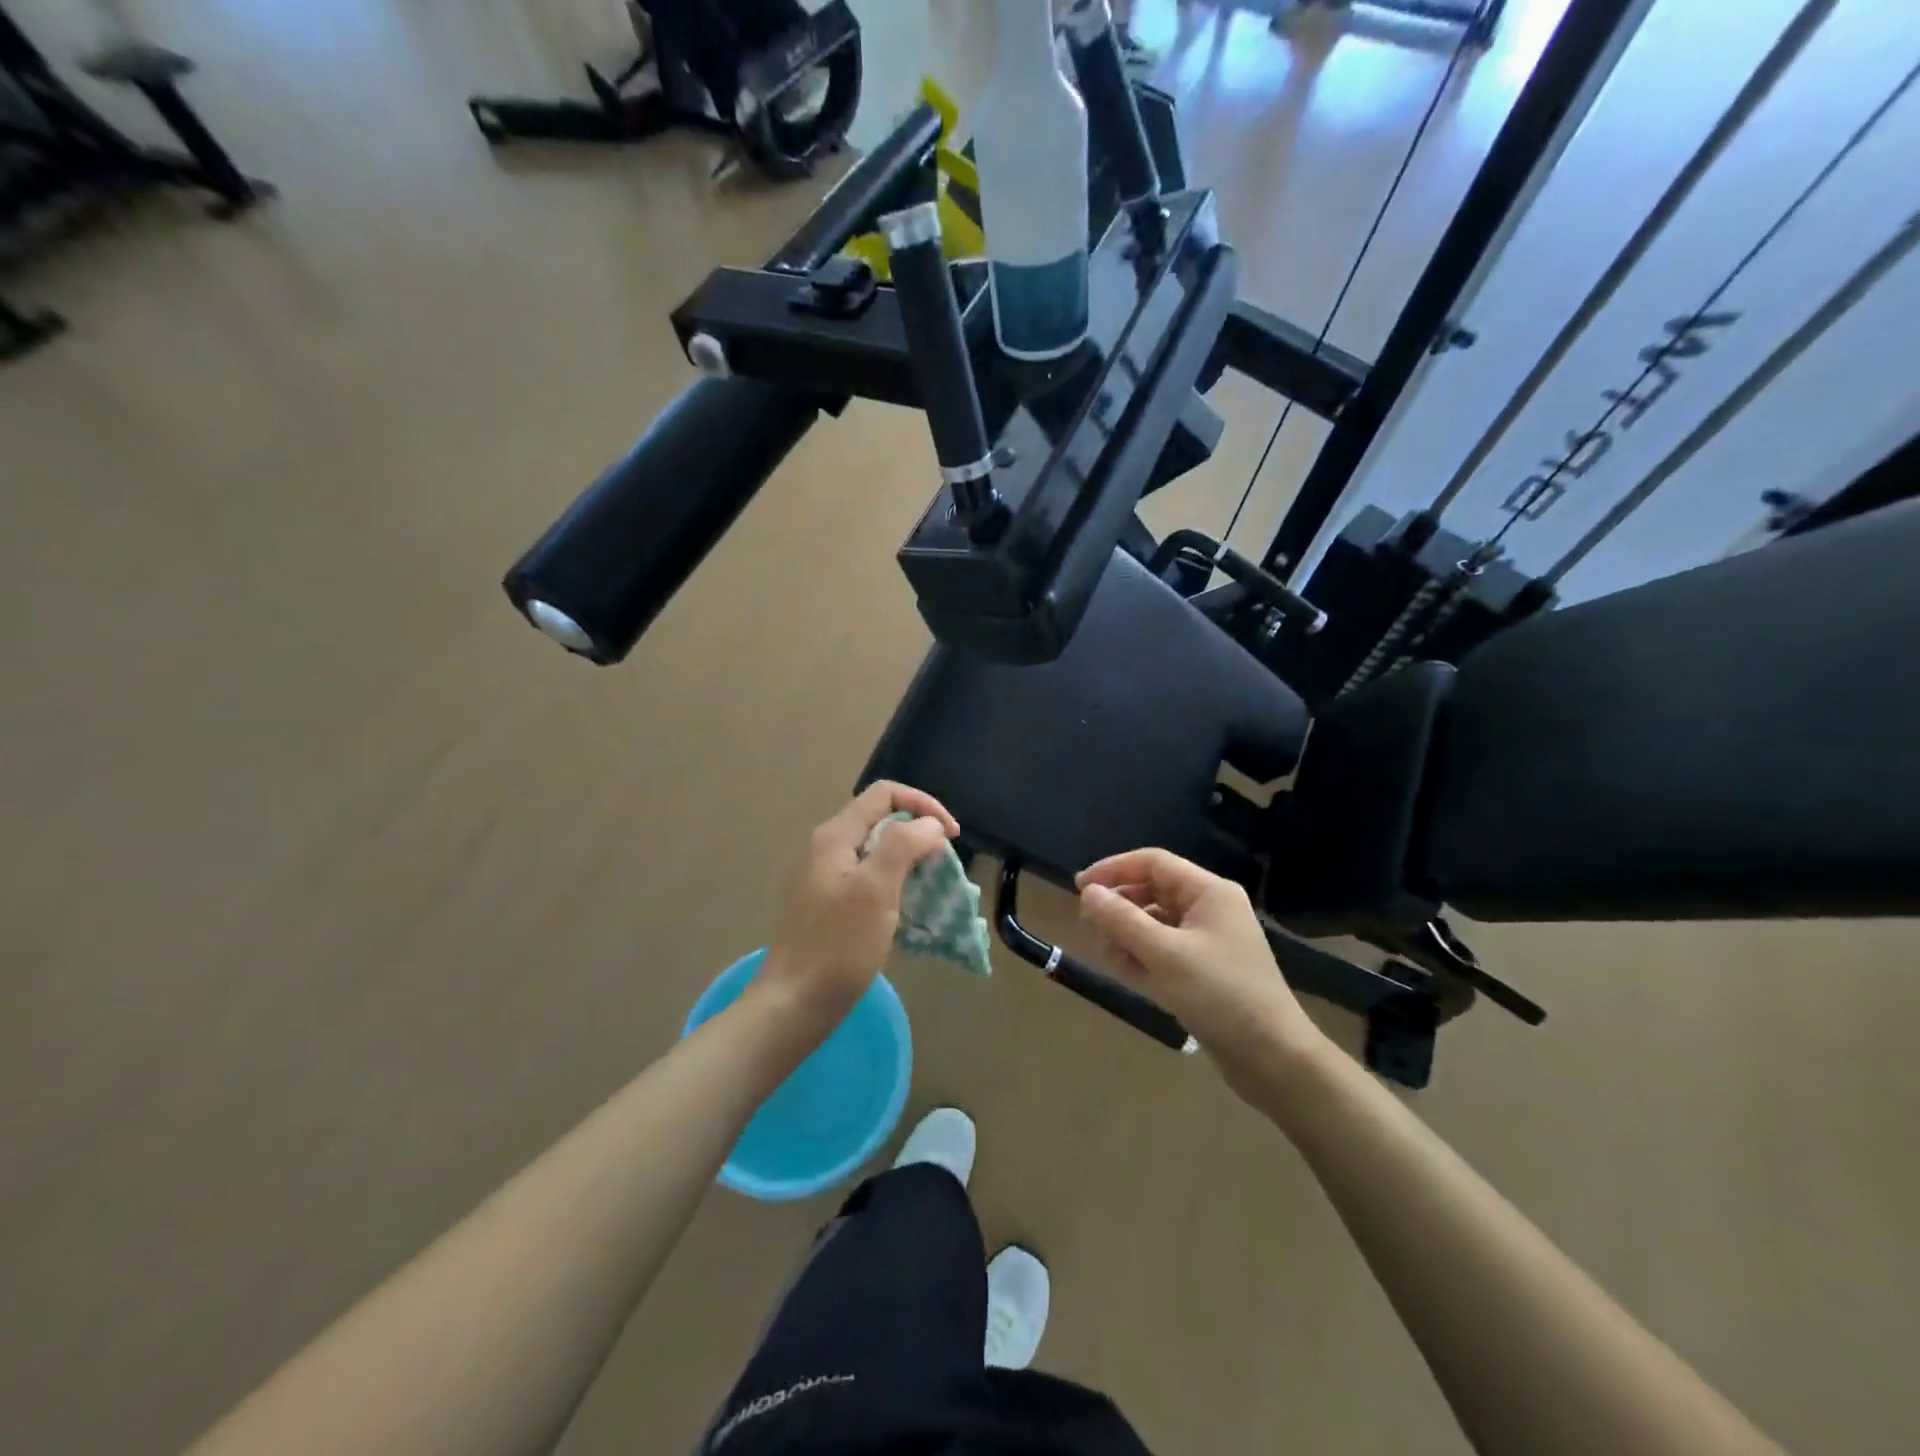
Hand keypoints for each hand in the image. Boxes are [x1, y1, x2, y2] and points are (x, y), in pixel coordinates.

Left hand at [761, 782, 960, 1020]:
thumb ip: (903, 845)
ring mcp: (824, 878)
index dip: (924, 805)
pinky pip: (868, 880)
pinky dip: (894, 885)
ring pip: (876, 852)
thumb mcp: (876, 889)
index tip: (952, 836)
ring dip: (909, 861)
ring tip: (933, 888)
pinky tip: (907, 911)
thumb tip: (929, 824)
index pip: (885, 794)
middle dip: (918, 834)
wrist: (794, 1004)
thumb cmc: (838, 945)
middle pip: (881, 820)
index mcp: (835, 836)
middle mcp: (826, 849)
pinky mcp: (828, 906)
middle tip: (944, 865)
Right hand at [1077, 848, 1324, 1090]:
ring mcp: (1207, 942)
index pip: (1153, 863)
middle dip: (1118, 906)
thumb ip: (1122, 920)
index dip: (1114, 869)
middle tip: (1088, 926)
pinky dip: (1141, 956)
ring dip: (1126, 934)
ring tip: (1106, 954)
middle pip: (1152, 891)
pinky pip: (1163, 950)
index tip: (1079, 888)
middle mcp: (1209, 910)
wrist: (1273, 1059)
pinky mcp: (1203, 971)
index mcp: (1209, 893)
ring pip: (1154, 923)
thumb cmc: (1220, 996)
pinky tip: (1123, 971)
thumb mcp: (1164, 955)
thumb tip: (1088, 892)